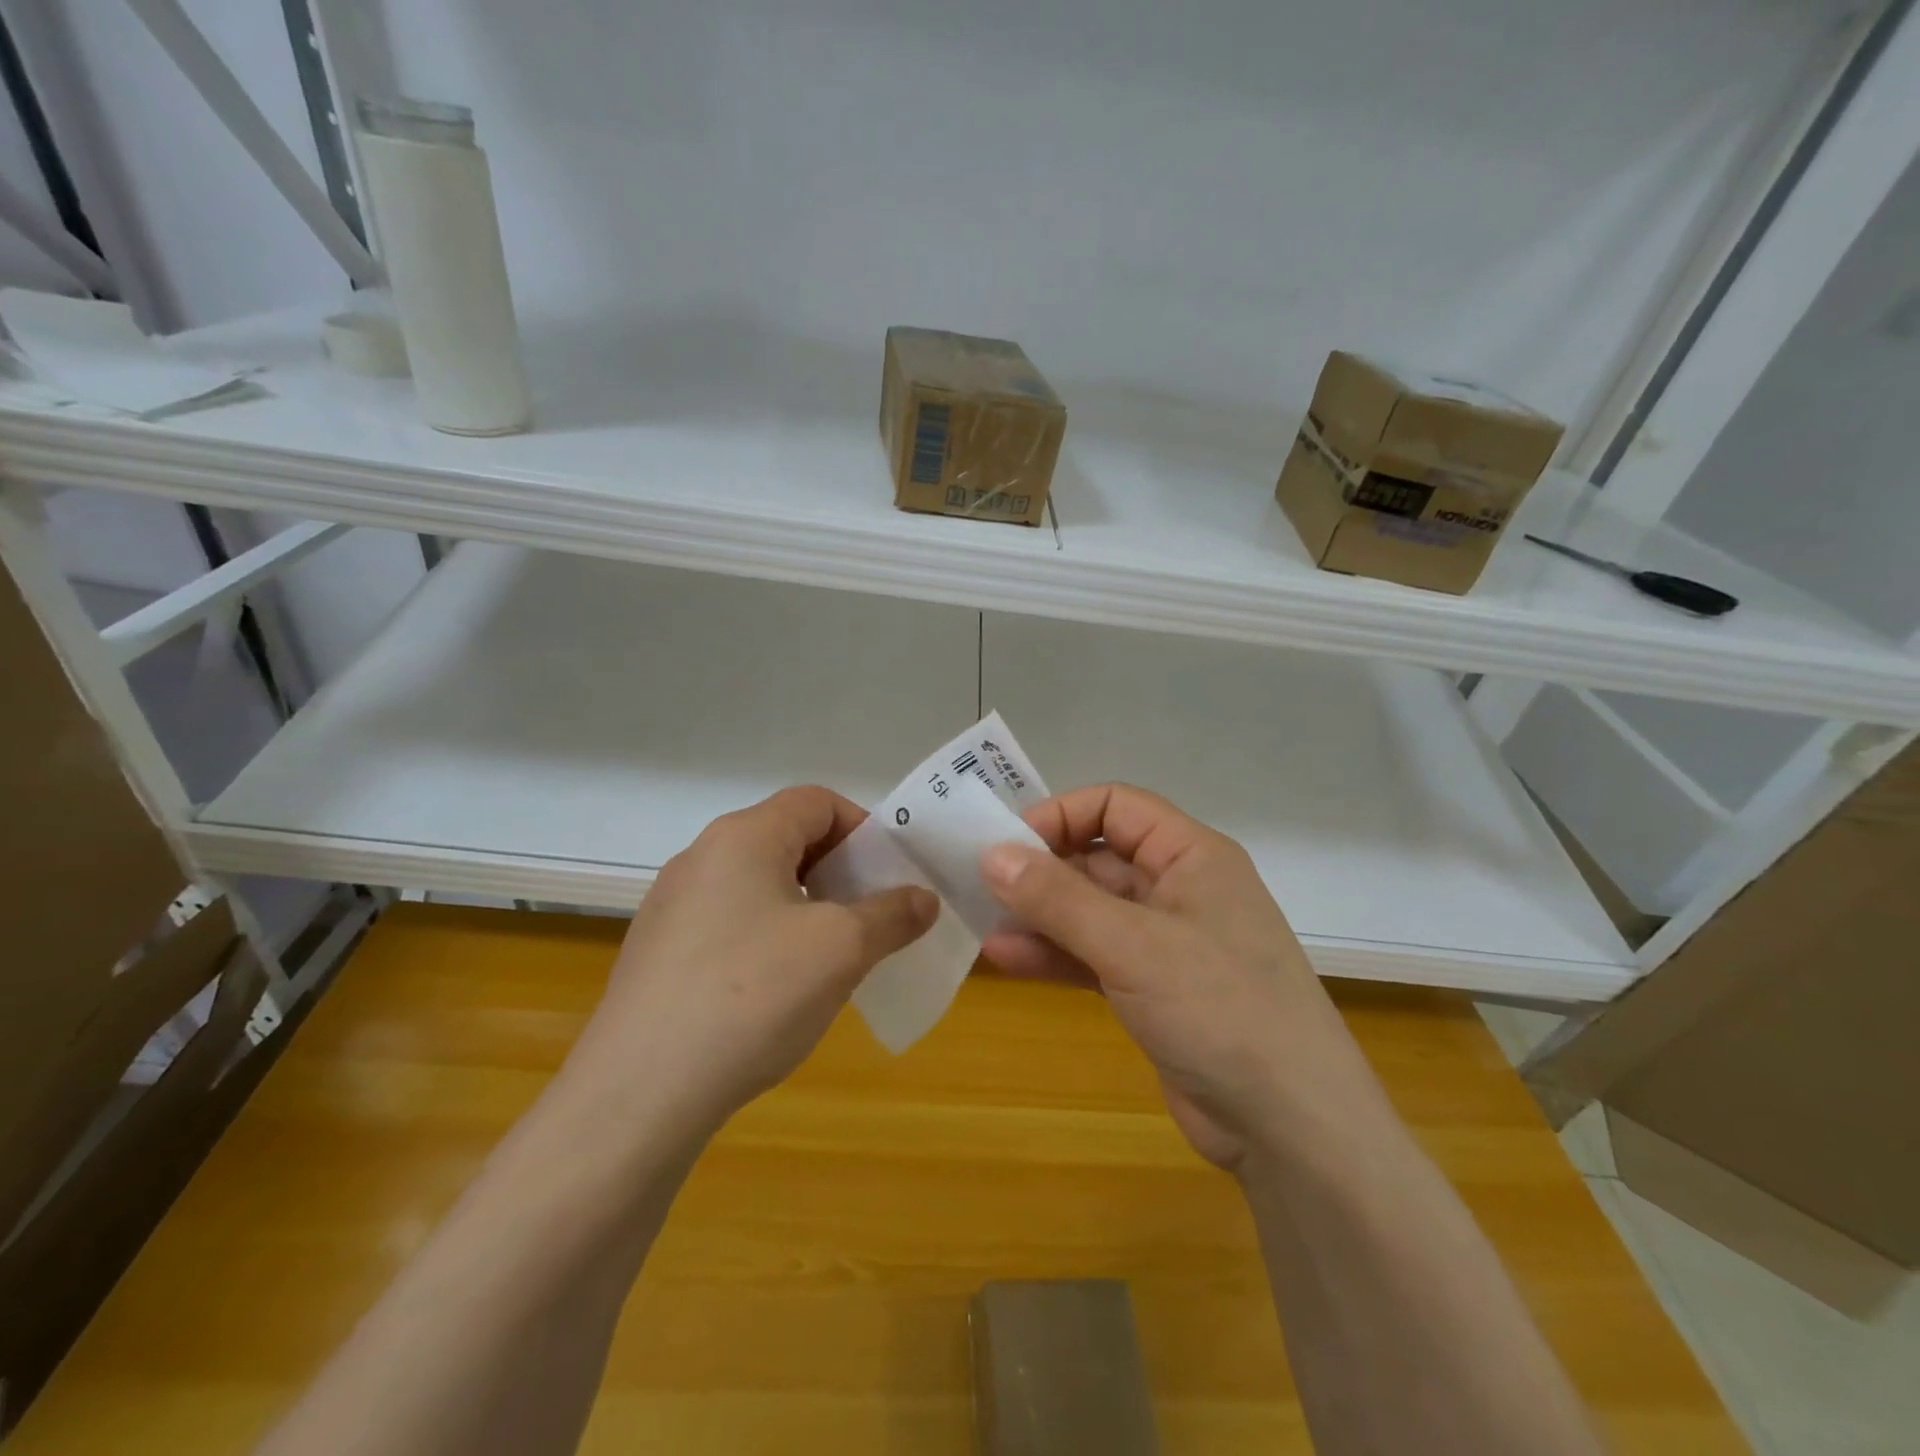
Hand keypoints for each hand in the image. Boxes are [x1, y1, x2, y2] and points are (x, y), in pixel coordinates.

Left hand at [569, 787, 937, 1133]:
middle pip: (786, 839)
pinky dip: (767, 937)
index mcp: (743, 837)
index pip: (817, 802)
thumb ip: (891, 915)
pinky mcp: (657, 952)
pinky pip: (729, 923)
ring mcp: (672, 906)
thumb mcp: (841, 950)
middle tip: (870, 917)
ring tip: (831, 957)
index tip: (890, 876)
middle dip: (838, 872)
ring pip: (758, 884)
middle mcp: (701, 857)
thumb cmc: (753, 996)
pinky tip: (777, 992)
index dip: (863, 829)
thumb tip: (923, 899)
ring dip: (805, 907)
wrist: (639, 1094)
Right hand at [980, 785, 1381, 1173]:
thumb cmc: (1219, 1008)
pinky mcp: (1152, 988)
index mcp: (1191, 855)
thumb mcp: (1131, 944)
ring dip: (1040, 915)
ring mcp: (1165, 941)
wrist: (1291, 1127)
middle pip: (1098, 859)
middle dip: (1040, 870)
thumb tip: (992, 854)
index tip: (1007, 843)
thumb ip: (1058, 898)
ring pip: (1090, 910)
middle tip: (979, 884)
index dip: (1060, 816)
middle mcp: (1179, 888)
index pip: (1116, 807)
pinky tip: (1005, 958)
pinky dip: (1054, 954)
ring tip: (982, 921)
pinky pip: (1093, 955)